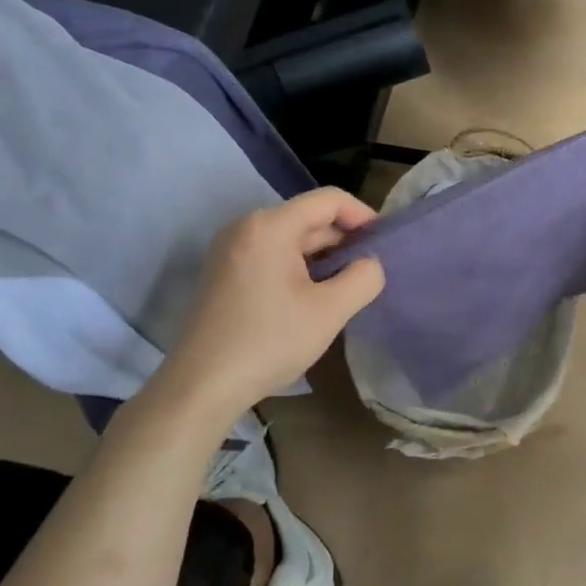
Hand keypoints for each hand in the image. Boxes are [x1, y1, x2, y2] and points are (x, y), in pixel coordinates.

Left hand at [155, 188, 385, 414]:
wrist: (202, 386)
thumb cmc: (269, 342)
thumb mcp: (330, 311)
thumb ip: (364, 277)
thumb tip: (370, 264)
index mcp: (270, 226)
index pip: (329, 200)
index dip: (362, 215)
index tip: (383, 244)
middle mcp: (246, 226)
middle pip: (309, 217)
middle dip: (343, 240)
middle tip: (369, 271)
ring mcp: (231, 249)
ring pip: (292, 238)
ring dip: (323, 256)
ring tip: (347, 286)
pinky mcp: (225, 271)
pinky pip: (273, 254)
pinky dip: (299, 266)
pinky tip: (313, 296)